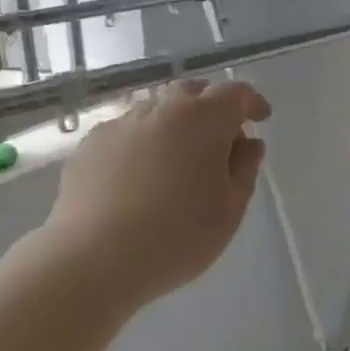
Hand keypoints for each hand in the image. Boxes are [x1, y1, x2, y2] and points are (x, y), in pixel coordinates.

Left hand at [42, 80, 271, 307]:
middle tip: (220, 141)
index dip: (251, 102)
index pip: (234, 93)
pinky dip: (140, 146)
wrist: (95, 257)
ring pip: (155, 112)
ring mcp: (120, 124)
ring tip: (175, 163)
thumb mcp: (229, 210)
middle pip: (191, 93)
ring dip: (173, 127)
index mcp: (203, 119)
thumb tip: (247, 144)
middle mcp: (160, 110)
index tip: (260, 118)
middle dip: (210, 108)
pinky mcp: (89, 145)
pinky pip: (125, 135)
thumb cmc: (177, 237)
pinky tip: (137, 179)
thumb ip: (244, 170)